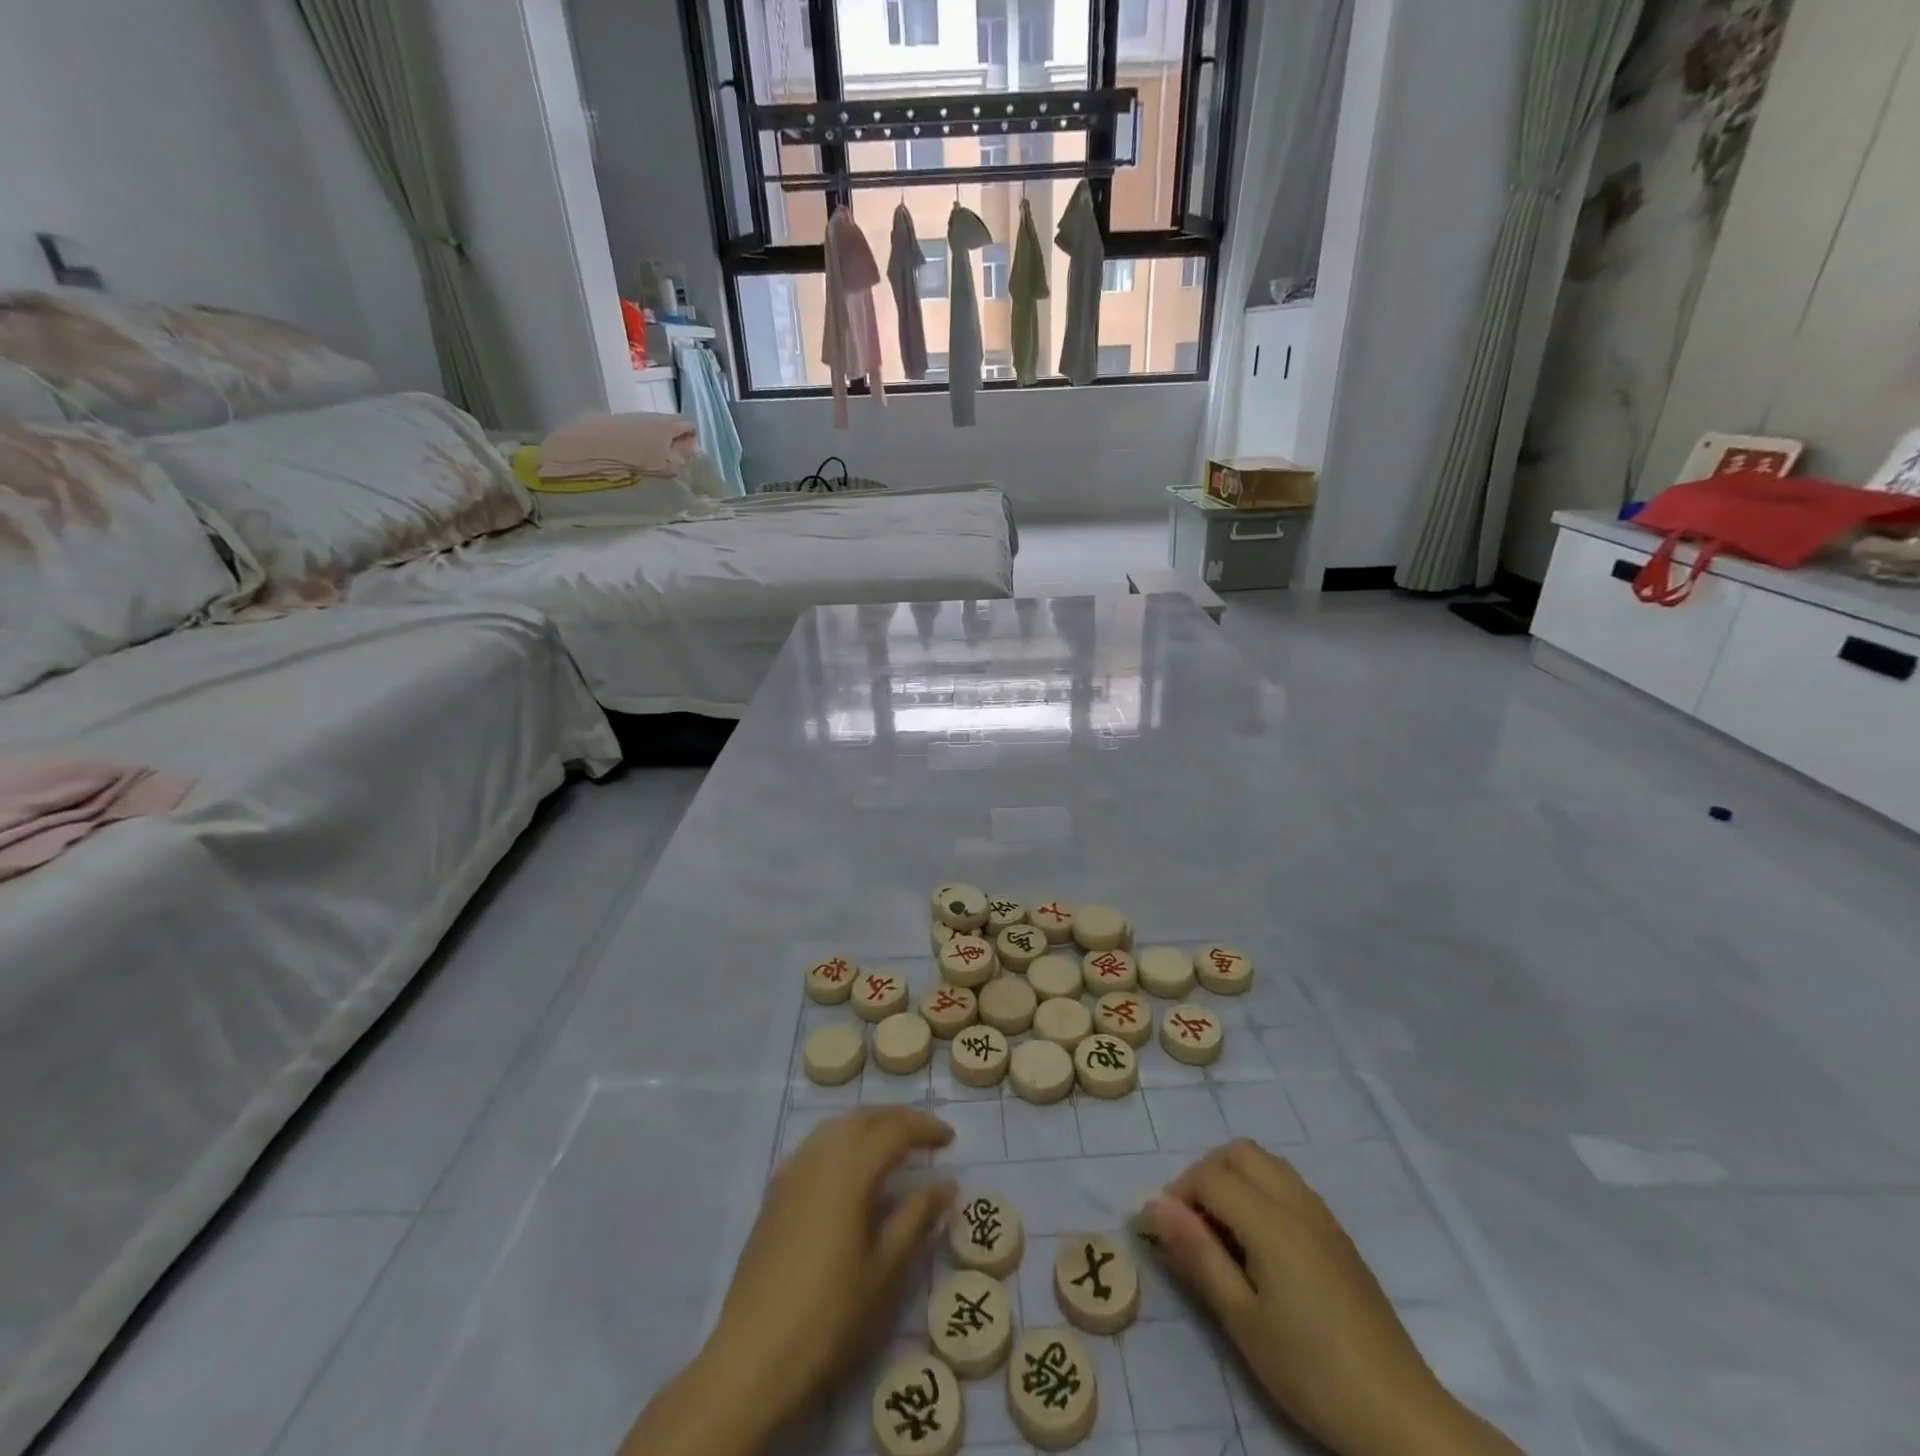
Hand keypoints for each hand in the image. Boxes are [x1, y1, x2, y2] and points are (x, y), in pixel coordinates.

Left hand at [621, 1108, 954, 1455]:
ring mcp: (792, 1171)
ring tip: (894, 1146)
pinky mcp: (775, 1192)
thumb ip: (916, 1218)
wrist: (752, 1356)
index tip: (950, 1139)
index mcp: (850, 1169)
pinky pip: (816, 1146)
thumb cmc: (829, 1314)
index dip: (925, 1129)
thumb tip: (945, 1183)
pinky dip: (843, 1141)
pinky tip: (851, 1169)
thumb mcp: (885, 1270)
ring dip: (869, 1125)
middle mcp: (819, 1156)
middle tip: (926, 1135)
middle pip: (863, 1117)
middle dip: (897, 1119)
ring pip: (837, 1127)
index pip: (894, 1129)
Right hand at [1141, 1141, 1520, 1455]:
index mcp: (1270, 1220)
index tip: (1164, 1234)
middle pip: (1238, 1153)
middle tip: (1193, 1225)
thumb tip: (1153, 1205)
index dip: (1177, 1195)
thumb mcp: (1241, 1319)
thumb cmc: (1310, 1369)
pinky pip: (1289, 1185)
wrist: (1398, 1414)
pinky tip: (1261, 1245)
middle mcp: (1297, 1202)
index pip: (1209, 1176)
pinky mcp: (1338, 1235)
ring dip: (1235, 1178)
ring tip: (1224, 1232)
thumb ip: (1197, 1254)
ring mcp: (1322, 1215)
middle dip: (1205, 1175)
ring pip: (1266, 1163)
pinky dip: (1261, 1192)